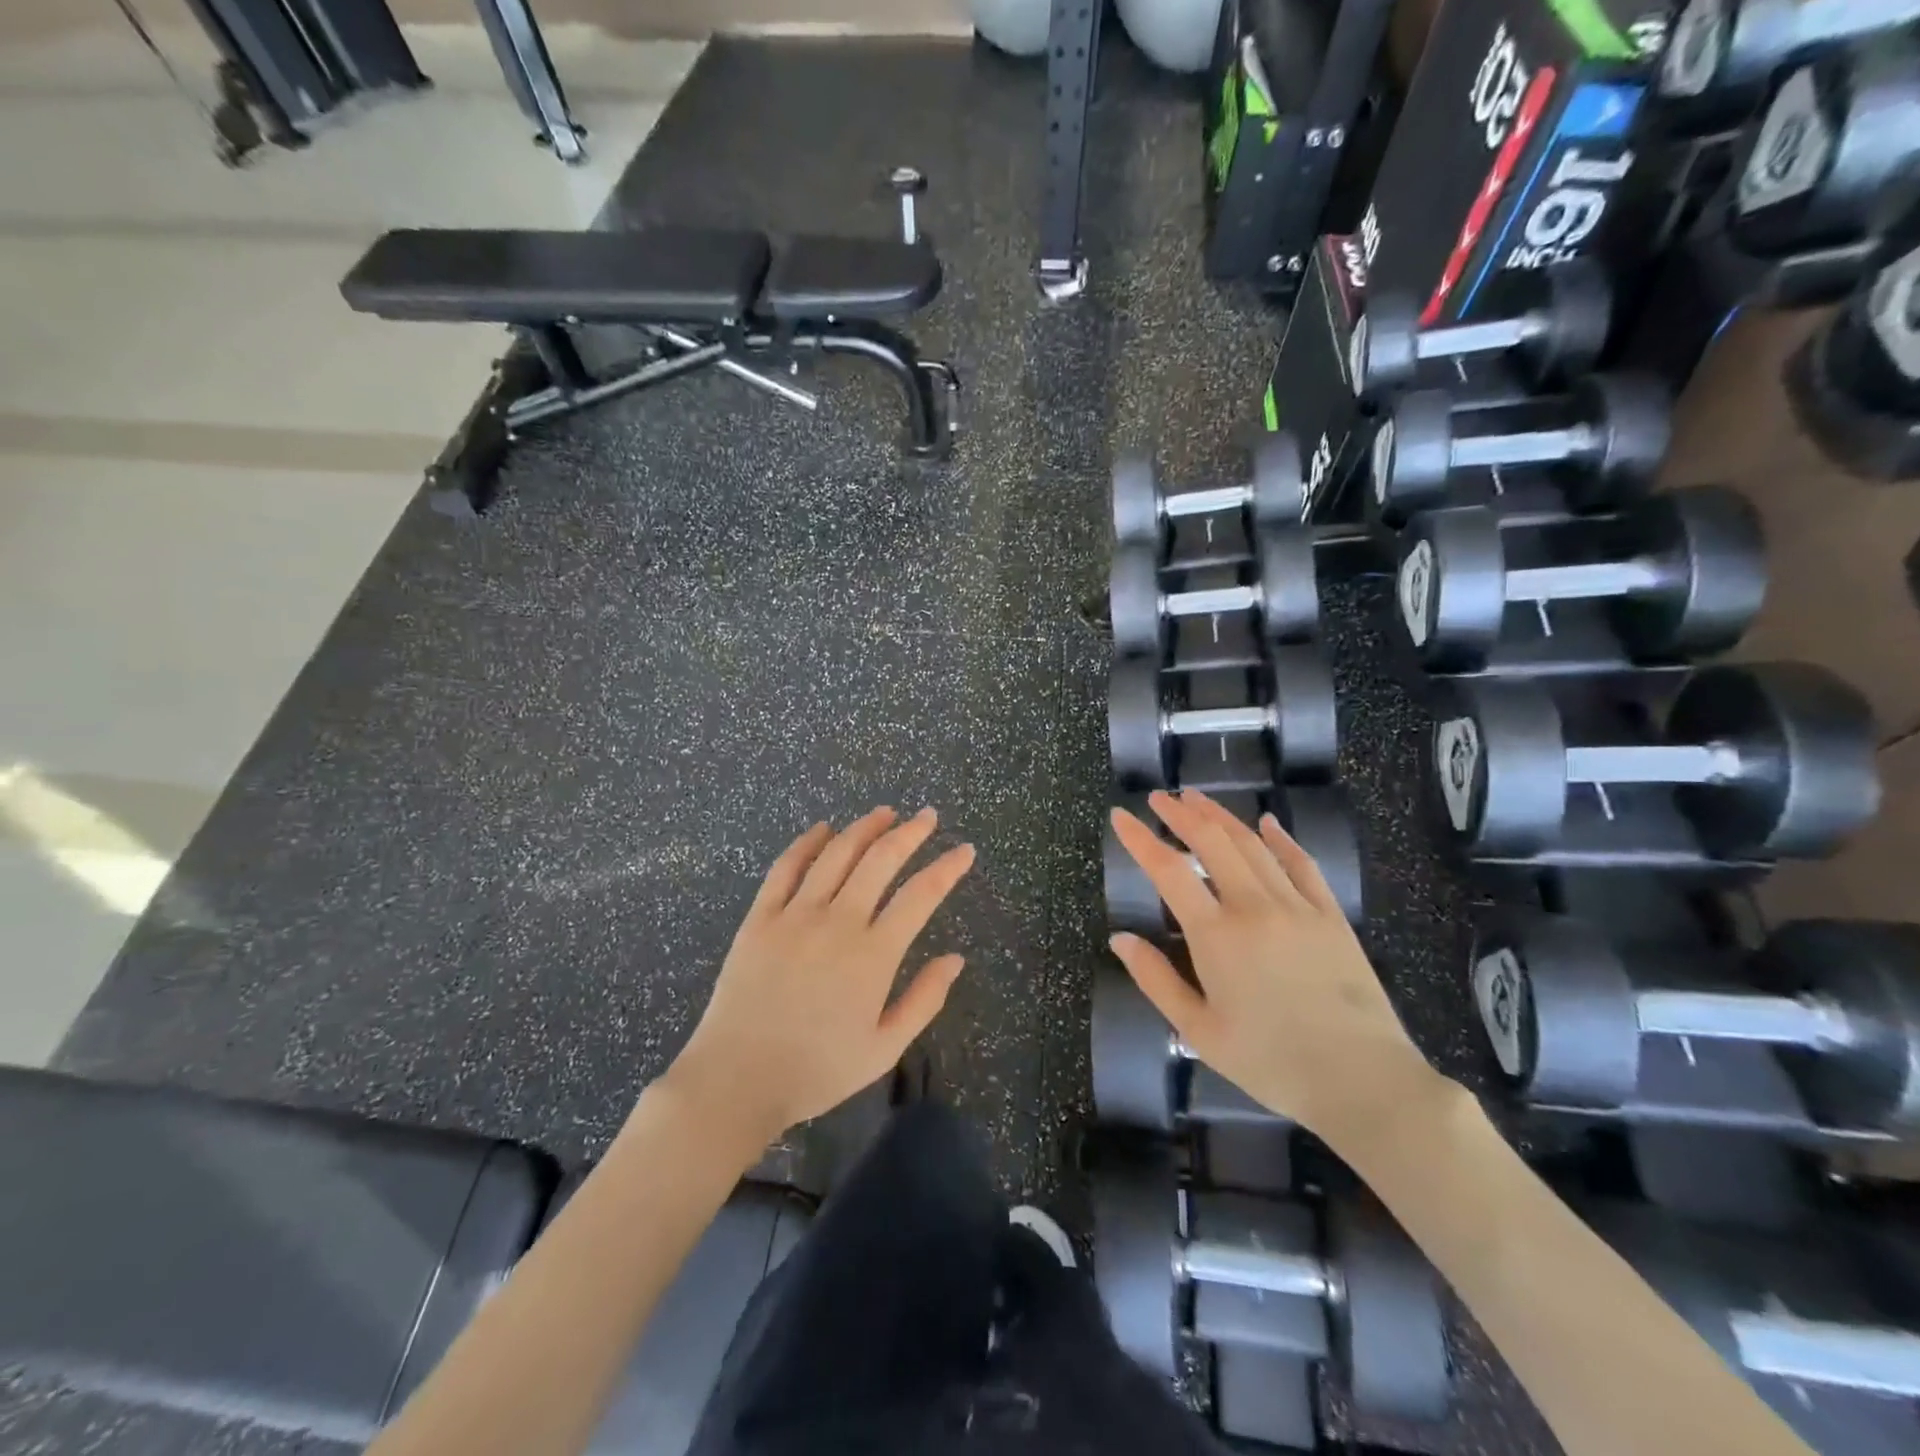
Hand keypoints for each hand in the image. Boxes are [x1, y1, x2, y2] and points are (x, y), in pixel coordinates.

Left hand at [665, 807, 974, 1149]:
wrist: (736, 1080)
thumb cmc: (816, 1071)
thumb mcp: (884, 1048)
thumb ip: (924, 1000)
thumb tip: (956, 958)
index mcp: (873, 955)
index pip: (921, 895)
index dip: (947, 868)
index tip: (965, 850)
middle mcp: (838, 922)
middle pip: (880, 861)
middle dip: (910, 833)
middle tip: (927, 816)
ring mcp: (795, 915)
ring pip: (836, 855)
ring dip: (864, 828)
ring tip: (884, 813)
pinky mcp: (760, 918)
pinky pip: (785, 868)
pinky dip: (807, 843)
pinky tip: (822, 829)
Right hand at [1108, 789, 1440, 1138]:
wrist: (1362, 1081)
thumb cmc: (1271, 1063)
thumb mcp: (1198, 1032)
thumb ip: (1156, 980)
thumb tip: (1120, 939)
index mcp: (1216, 935)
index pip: (1168, 871)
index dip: (1140, 839)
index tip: (1120, 815)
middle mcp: (1254, 907)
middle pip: (1212, 842)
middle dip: (1181, 814)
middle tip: (1159, 798)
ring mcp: (1297, 907)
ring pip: (1253, 845)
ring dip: (1222, 816)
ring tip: (1197, 798)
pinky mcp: (1331, 916)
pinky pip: (1302, 864)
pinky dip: (1281, 839)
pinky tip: (1267, 823)